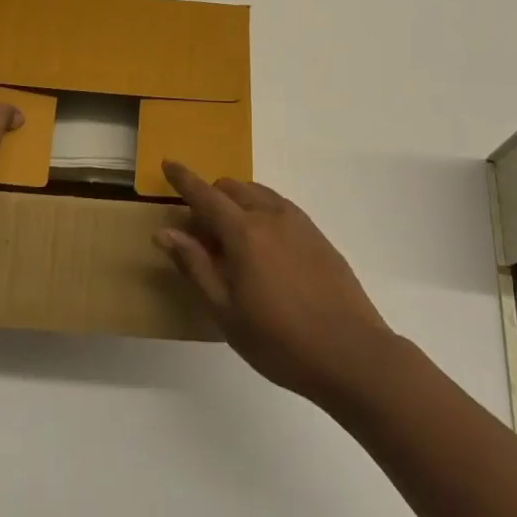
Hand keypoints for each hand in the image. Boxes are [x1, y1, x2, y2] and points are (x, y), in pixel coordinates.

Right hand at [157, 162, 398, 407]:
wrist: (350, 352)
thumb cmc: (279, 340)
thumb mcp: (226, 311)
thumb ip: (195, 266)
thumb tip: (165, 232)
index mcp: (243, 231)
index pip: (205, 194)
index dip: (183, 178)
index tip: (168, 163)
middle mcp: (269, 214)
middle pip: (232, 188)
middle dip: (211, 198)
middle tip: (202, 235)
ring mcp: (298, 221)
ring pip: (257, 193)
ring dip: (237, 202)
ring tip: (233, 243)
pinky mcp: (317, 234)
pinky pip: (279, 207)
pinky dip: (261, 211)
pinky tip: (265, 248)